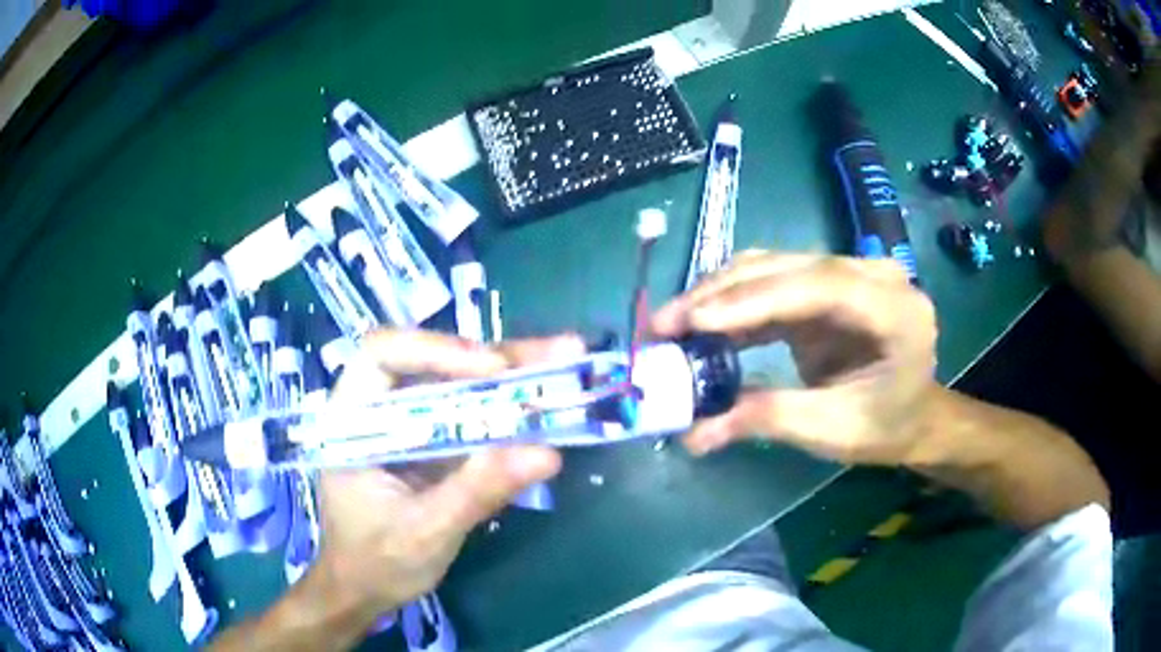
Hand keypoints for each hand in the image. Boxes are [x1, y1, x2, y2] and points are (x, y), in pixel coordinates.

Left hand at [311, 330, 581, 615]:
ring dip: (513, 376)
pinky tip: (550, 401)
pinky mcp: (433, 442)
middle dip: (496, 357)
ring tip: (568, 360)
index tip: (493, 370)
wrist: (365, 589)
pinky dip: (511, 409)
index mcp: (352, 417)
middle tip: (560, 352)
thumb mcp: (426, 531)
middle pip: (434, 361)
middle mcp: (378, 406)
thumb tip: (548, 454)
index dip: (439, 350)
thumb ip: (478, 491)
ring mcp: (409, 423)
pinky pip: (473, 415)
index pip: (385, 354)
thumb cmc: (376, 561)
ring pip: (459, 383)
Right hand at [652, 253, 937, 464]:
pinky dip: (735, 301)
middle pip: (790, 267)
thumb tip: (693, 434)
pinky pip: (774, 280)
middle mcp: (875, 275)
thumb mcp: (833, 431)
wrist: (915, 415)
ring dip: (720, 293)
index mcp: (896, 310)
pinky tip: (702, 323)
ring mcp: (851, 273)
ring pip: (775, 266)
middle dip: (722, 294)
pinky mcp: (827, 282)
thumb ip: (768, 419)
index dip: (754, 299)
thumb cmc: (887, 426)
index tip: (694, 322)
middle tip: (664, 324)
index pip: (821, 286)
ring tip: (672, 324)